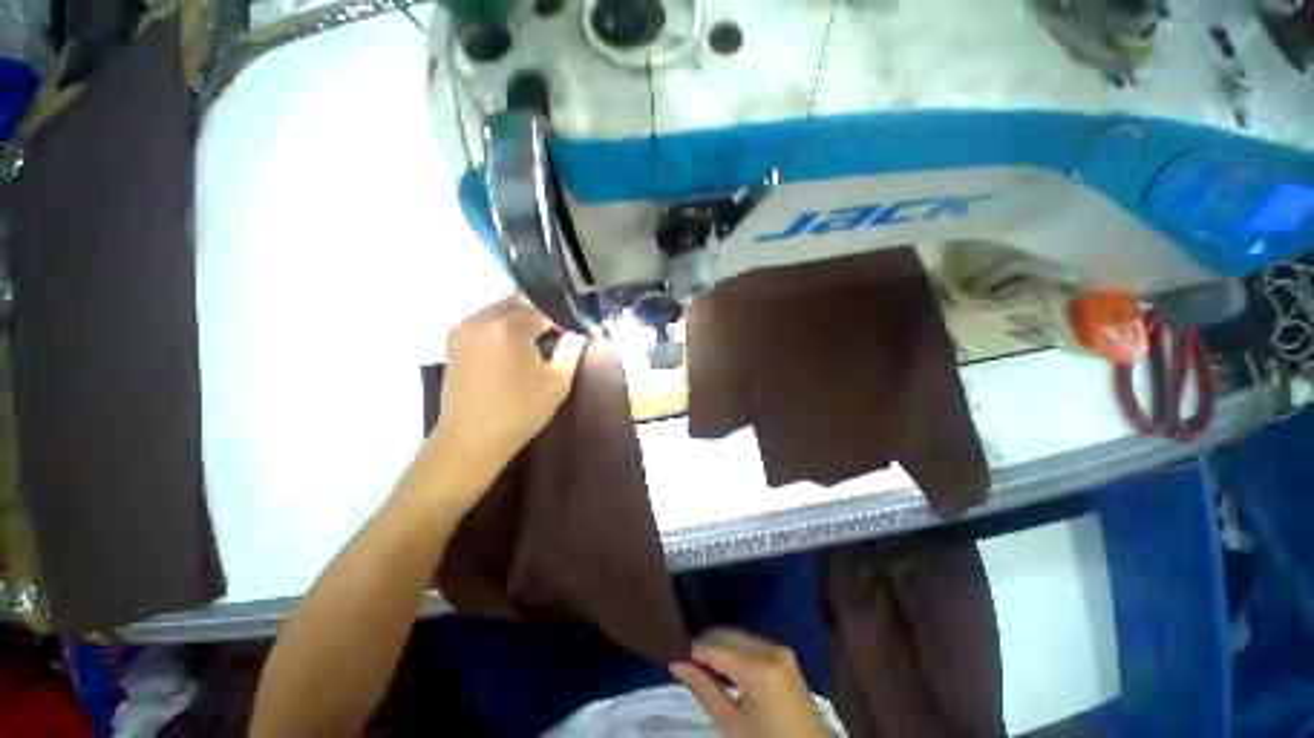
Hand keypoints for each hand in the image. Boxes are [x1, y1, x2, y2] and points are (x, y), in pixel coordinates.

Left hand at [432, 294, 586, 478]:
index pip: (543, 308)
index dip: (560, 318)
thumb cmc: (519, 411)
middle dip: (539, 314)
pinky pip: (484, 320)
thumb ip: (570, 351)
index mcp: (510, 327)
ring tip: (533, 342)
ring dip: (519, 319)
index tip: (570, 333)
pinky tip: (510, 349)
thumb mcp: (557, 383)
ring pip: (500, 309)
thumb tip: (576, 334)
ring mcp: (464, 328)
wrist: (470, 439)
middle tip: (553, 335)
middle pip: (519, 302)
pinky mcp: (454, 340)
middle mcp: (483, 318)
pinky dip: (501, 326)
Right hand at [671, 629, 831, 737]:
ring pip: (739, 636)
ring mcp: (780, 649)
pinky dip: (735, 649)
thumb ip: (704, 689)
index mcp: (760, 669)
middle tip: (685, 659)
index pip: (717, 648)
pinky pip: (752, 643)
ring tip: (701, 663)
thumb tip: (677, 664)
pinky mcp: (784, 654)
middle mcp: (771, 649)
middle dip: (706, 644)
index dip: (694, 650)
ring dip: (720, 645)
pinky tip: (724, 665)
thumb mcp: (732, 724)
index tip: (676, 655)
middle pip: (728, 635)